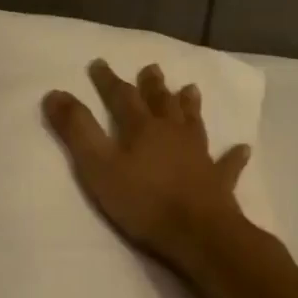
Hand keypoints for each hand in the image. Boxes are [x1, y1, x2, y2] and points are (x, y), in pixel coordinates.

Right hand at [42, 60, 251, 268]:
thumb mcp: (98, 165)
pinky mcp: (218, 181)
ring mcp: (199, 156)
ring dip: (190, 106)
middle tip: (152, 68)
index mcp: (142, 128)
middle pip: (162, 103)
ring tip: (191, 89)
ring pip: (194, 123)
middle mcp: (173, 134)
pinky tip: (243, 148)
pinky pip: (227, 164)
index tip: (99, 63)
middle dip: (153, 86)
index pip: (122, 96)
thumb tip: (55, 93)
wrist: (199, 234)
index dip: (109, 80)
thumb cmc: (143, 201)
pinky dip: (234, 156)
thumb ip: (76, 130)